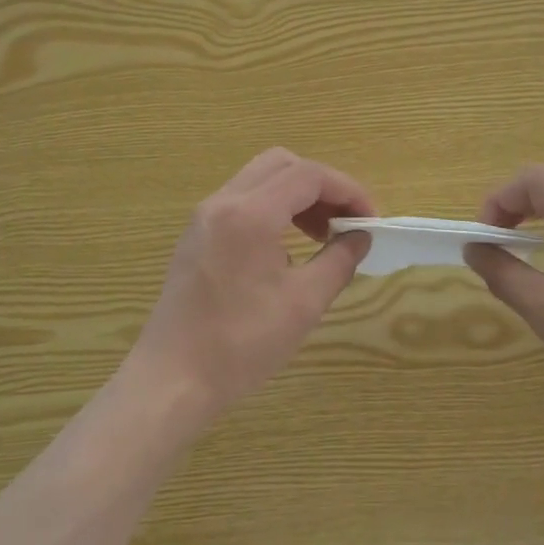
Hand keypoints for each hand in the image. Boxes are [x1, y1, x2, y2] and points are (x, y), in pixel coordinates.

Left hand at [128, 149, 374, 412]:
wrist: (172, 379)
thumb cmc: (241, 344)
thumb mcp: (303, 304)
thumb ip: (338, 261)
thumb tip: (360, 237)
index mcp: (250, 213)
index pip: (309, 175)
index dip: (348, 191)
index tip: (371, 222)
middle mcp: (223, 202)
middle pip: (282, 165)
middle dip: (322, 187)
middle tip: (345, 224)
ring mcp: (203, 217)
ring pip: (259, 180)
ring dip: (296, 196)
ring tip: (321, 237)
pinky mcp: (195, 236)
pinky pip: (241, 202)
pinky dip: (272, 209)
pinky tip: (285, 251)